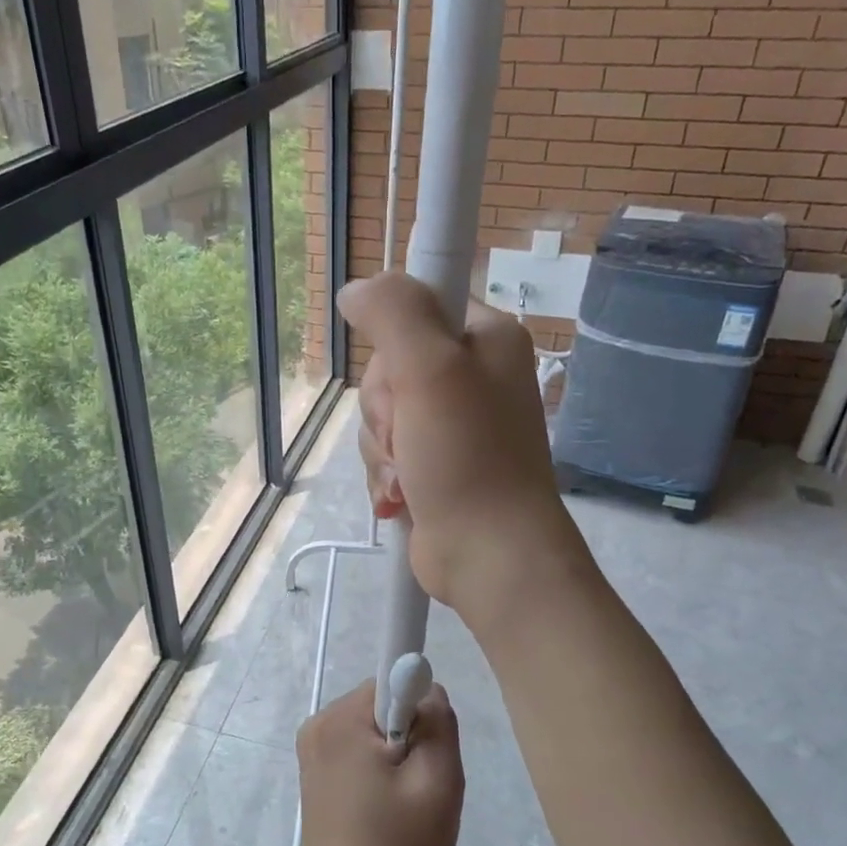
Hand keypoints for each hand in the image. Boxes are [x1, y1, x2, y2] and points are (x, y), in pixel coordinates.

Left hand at [296, 680, 463, 845]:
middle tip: (418, 783)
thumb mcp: (438, 780)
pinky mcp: (312, 772)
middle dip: (406, 734)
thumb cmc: (400, 843)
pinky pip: (354, 749)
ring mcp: (310, 750)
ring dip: (392, 754)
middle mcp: (318, 724)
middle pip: (380, 705)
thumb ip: (438, 721)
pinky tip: (383, 806)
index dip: (417, 709)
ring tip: (401, 801)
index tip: (425, 750)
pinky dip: (374, 768)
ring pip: (370, 729)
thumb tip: (428, 688)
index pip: (391, 681)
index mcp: (341, 719)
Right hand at [338, 271, 588, 624]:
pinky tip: (401, 499)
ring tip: (410, 477)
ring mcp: (453, 424)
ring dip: (384, 450)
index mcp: (487, 338)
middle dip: (386, 409)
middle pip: (390, 367)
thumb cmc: (468, 456)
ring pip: (382, 414)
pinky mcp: (435, 464)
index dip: (395, 341)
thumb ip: (393, 312)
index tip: (403, 376)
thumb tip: (356, 290)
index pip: (418, 306)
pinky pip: (387, 452)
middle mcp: (473, 375)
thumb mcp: (430, 368)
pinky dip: (387, 476)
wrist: (491, 555)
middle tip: (411, 435)